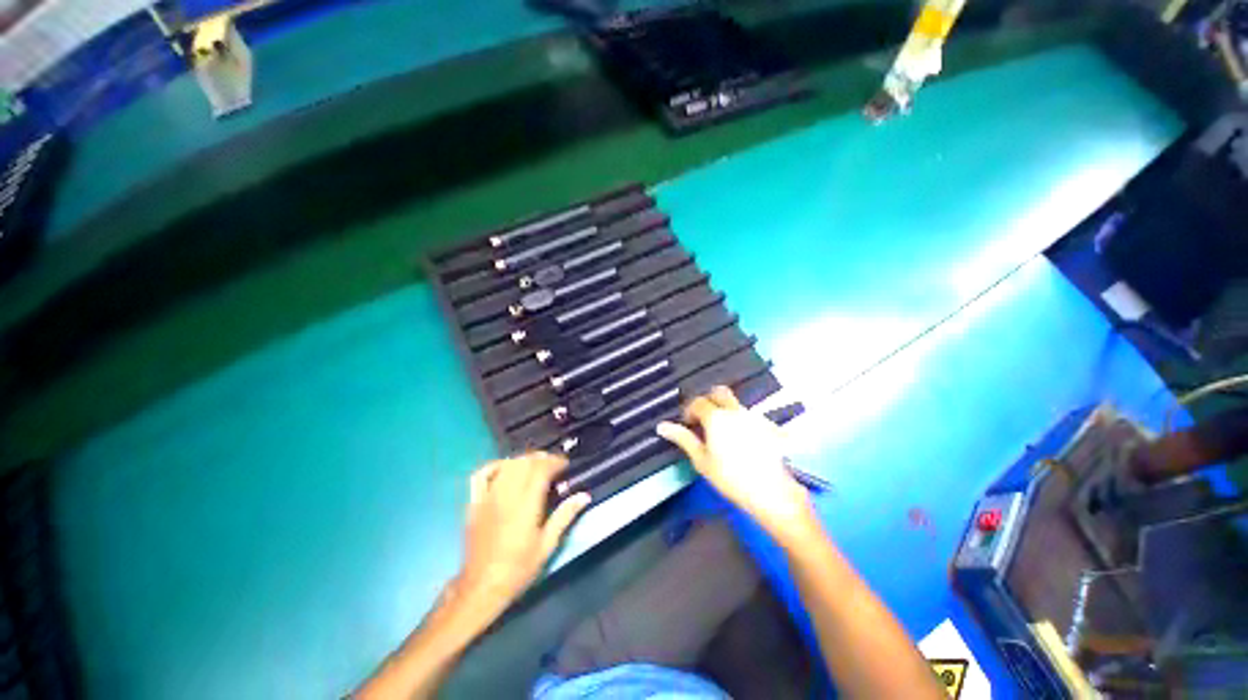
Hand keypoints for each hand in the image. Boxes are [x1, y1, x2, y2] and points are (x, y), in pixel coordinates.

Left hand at [455, 452, 590, 622]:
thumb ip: (565, 516)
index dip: (555, 462)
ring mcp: (487, 497)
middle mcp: (506, 496)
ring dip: (524, 459)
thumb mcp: (547, 545)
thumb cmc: (518, 569)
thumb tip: (584, 495)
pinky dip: (496, 465)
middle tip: (554, 465)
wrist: (482, 587)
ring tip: (535, 465)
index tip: (565, 464)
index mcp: (526, 505)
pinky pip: (482, 474)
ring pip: (507, 465)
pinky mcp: (474, 502)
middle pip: (525, 463)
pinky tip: (506, 468)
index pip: (541, 470)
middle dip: (542, 458)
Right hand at [657, 386, 815, 544]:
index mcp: (716, 417)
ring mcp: (754, 417)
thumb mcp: (702, 460)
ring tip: (722, 434)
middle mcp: (735, 411)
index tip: (687, 423)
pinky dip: (741, 422)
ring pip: (735, 404)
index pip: (698, 402)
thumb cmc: (730, 477)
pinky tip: (742, 442)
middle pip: (719, 393)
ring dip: (725, 411)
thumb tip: (662, 426)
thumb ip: (683, 439)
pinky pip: (750, 416)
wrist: (772, 492)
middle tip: (704, 419)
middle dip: (708, 400)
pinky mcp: (769, 426)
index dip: (689, 410)